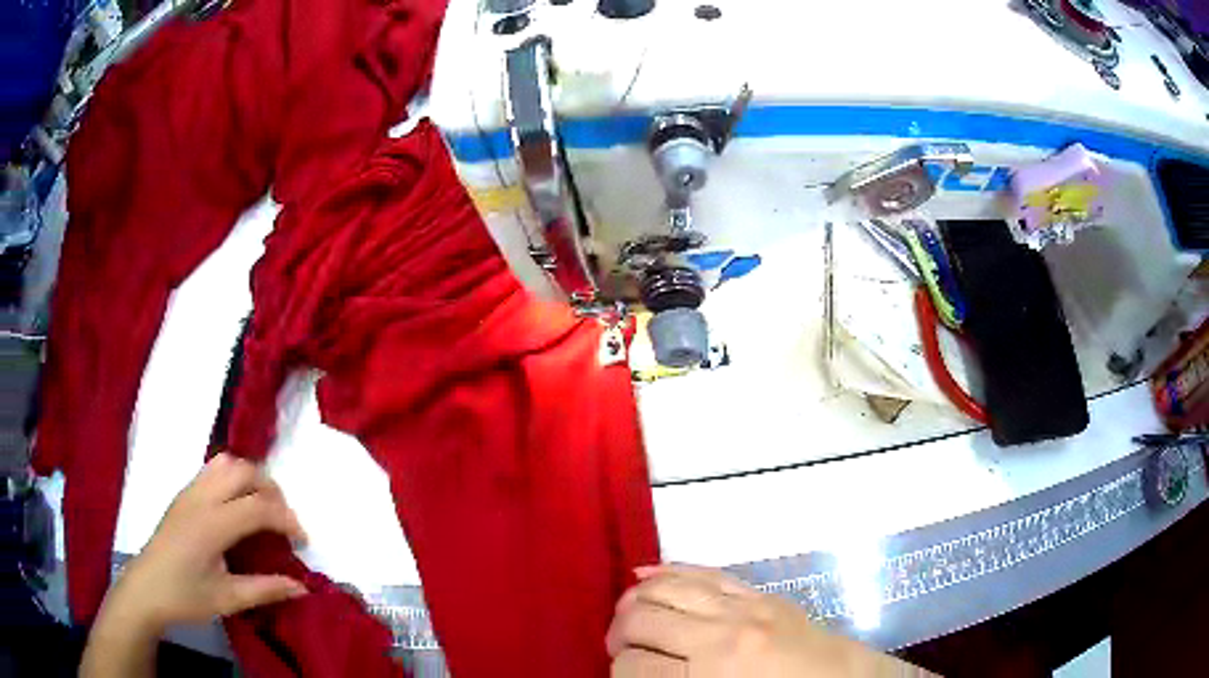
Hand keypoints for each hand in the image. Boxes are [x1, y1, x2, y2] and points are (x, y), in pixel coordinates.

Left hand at [100, 452, 308, 634]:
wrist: (146, 589)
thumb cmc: (185, 597)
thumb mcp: (228, 600)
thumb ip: (266, 589)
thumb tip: (303, 587)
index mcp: (212, 524)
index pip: (258, 507)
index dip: (287, 519)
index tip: (302, 542)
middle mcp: (201, 498)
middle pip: (244, 472)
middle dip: (272, 491)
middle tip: (283, 523)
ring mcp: (189, 492)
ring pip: (226, 463)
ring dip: (251, 479)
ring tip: (262, 509)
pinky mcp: (183, 495)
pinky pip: (212, 470)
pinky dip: (233, 478)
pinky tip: (236, 507)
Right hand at [608, 565, 927, 677]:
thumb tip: (635, 675)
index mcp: (712, 674)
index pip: (632, 667)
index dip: (618, 673)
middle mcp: (721, 633)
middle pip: (640, 618)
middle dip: (619, 635)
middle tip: (620, 650)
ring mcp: (743, 606)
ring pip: (665, 586)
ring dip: (634, 600)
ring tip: (628, 618)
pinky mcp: (759, 593)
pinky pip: (703, 572)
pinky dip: (668, 571)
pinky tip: (646, 575)